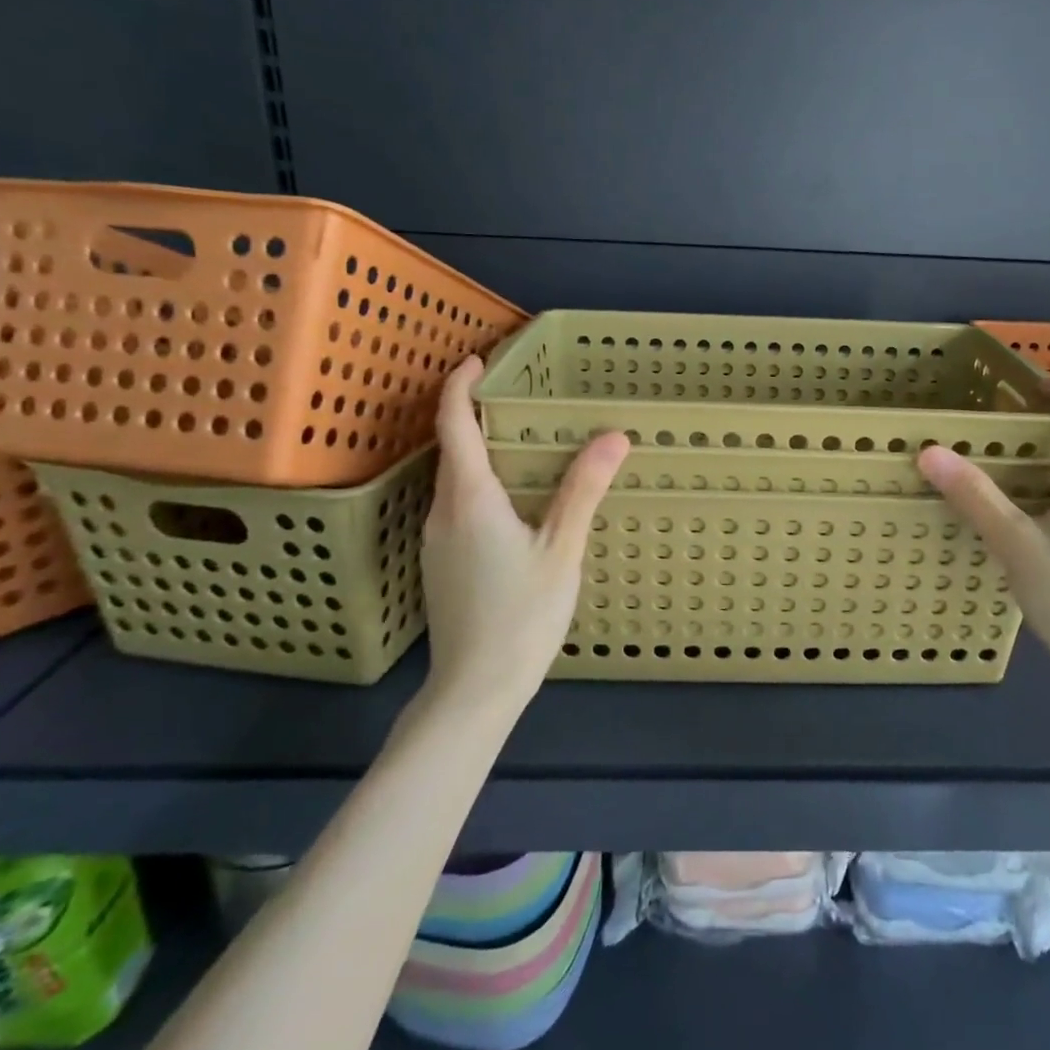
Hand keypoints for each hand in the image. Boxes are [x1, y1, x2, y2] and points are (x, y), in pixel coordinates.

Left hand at [417, 356, 628, 711]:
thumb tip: (613, 437)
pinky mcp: (440, 563)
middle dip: (473, 414)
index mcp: (470, 498)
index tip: (476, 359)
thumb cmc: (522, 616)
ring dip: (476, 450)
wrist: (475, 689)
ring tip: (519, 440)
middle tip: (515, 395)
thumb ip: (584, 491)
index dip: (460, 387)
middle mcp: (442, 512)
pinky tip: (511, 499)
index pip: (454, 425)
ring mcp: (435, 540)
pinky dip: (478, 483)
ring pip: (453, 479)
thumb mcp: (562, 550)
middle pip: (450, 449)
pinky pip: (456, 505)